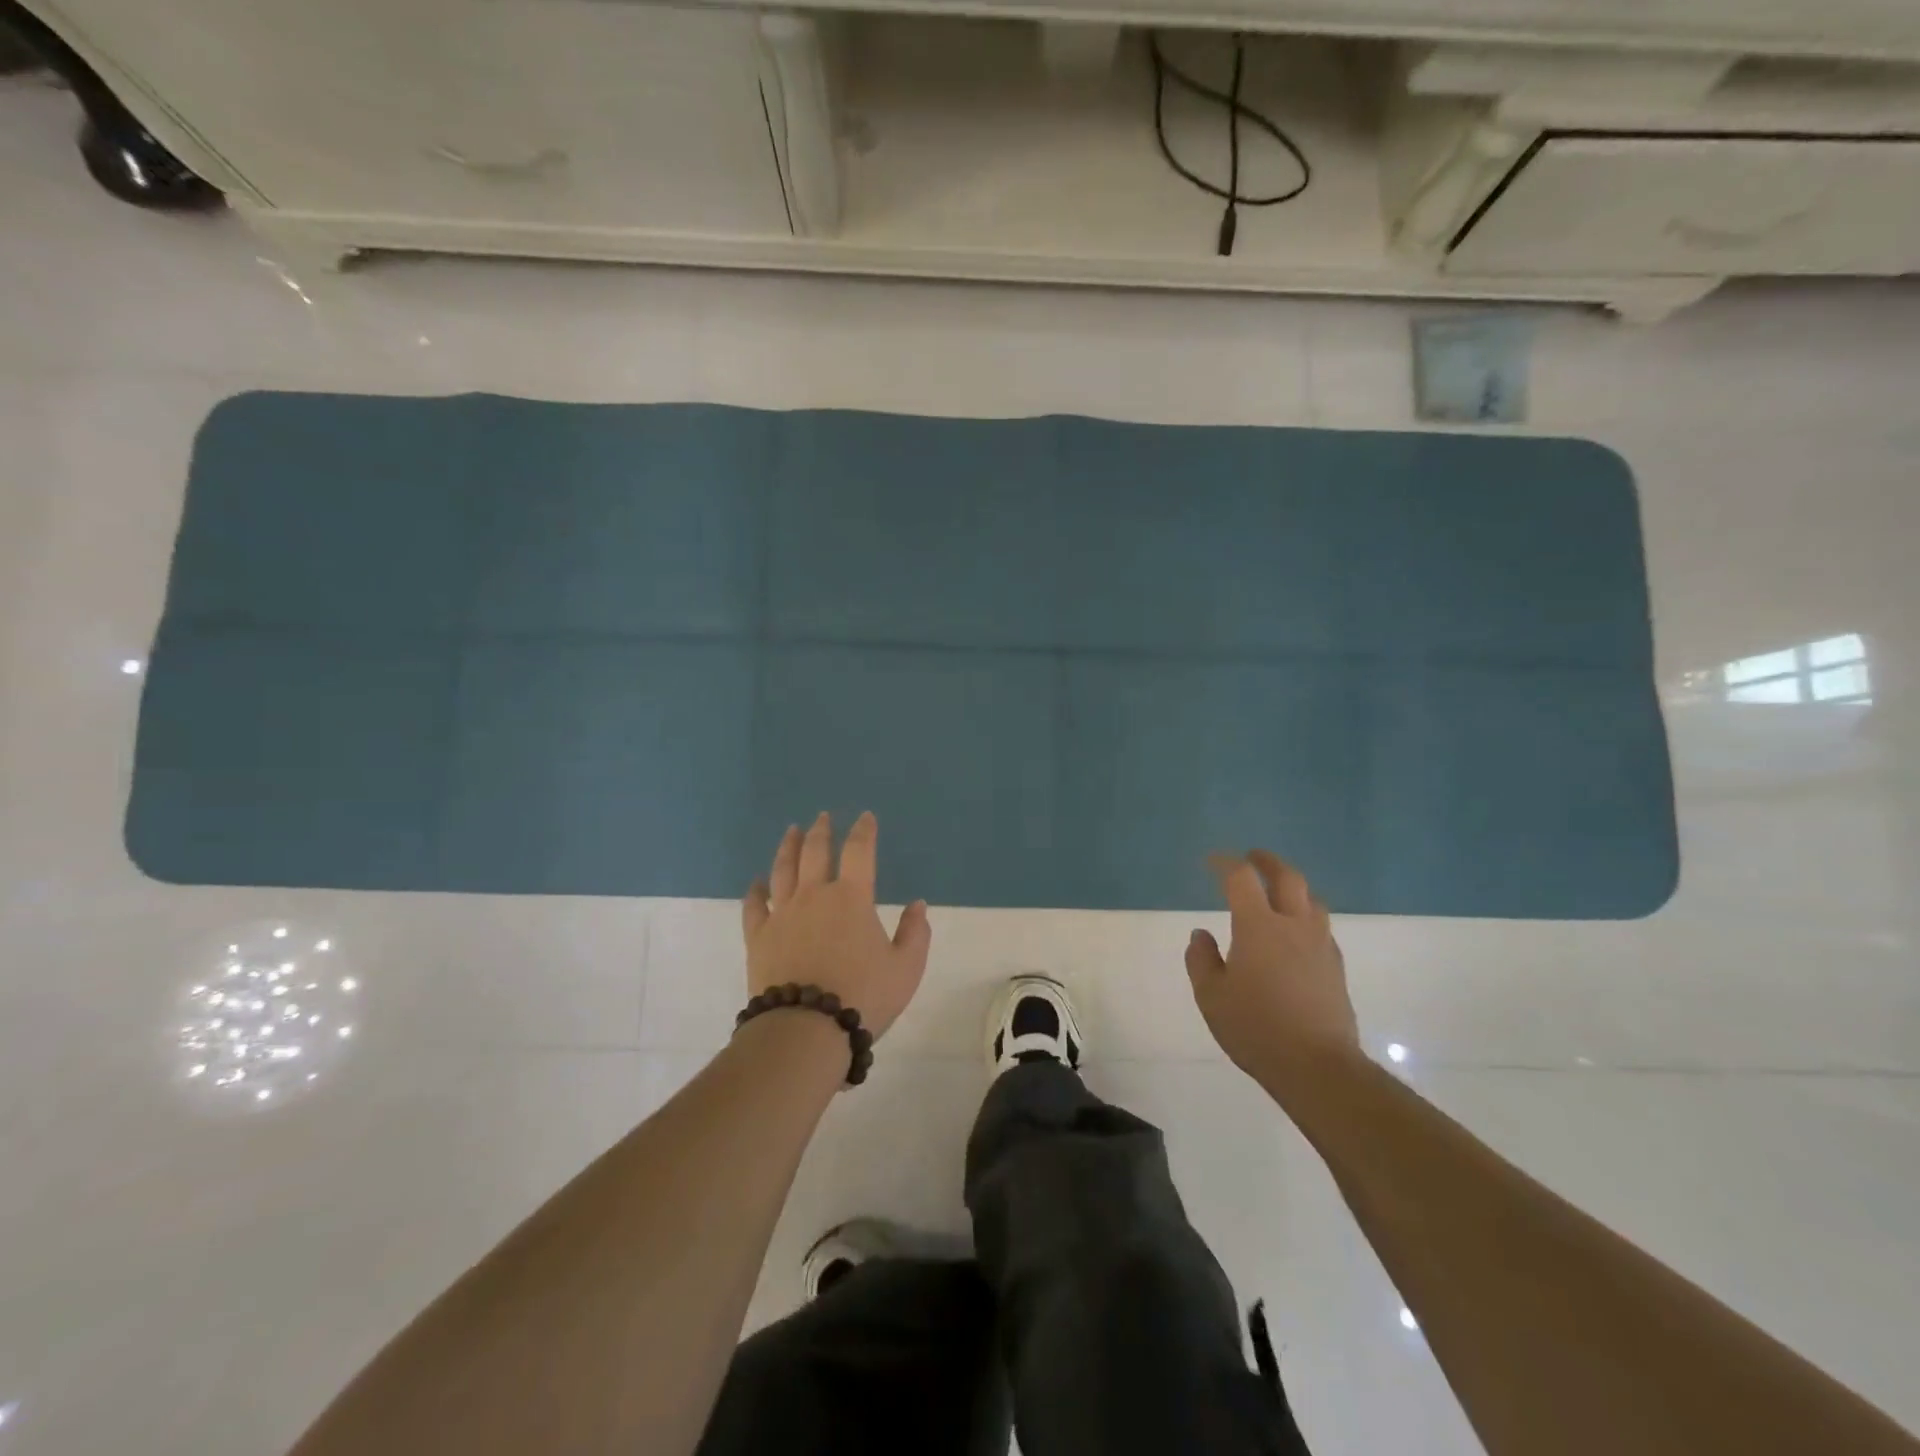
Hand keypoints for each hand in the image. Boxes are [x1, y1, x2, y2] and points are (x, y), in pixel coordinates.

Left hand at [741, 811, 931, 1038]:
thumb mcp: (905, 969)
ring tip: (792, 831)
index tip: (865, 817)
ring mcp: (782, 914)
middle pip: (815, 852)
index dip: (863, 830)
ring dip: (788, 847)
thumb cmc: (862, 997)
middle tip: (822, 817)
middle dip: (821, 830)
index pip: (859, 851)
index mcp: (851, 898)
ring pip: (782, 870)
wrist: (805, 1031)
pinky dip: (755, 890)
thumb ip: (915, 933)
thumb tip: (917, 905)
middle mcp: (814, 896)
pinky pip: (754, 905)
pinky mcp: (759, 937)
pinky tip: (756, 882)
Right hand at [1185, 850, 1360, 1091]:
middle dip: (1267, 862)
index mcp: (1258, 926)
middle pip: (1287, 878)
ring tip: (1278, 891)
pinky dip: (1306, 916)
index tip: (1212, 861)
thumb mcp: (1211, 996)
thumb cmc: (1255, 1027)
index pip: (1241, 878)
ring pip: (1311, 900)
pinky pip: (1321, 927)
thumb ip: (1202, 960)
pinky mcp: (1335, 968)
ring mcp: (1320, 946)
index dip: (1226, 863)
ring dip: (1293, 887)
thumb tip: (1201, 935)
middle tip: (1253, 857)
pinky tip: (1296, 934)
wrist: (1317, 1066)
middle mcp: (1293, 926)